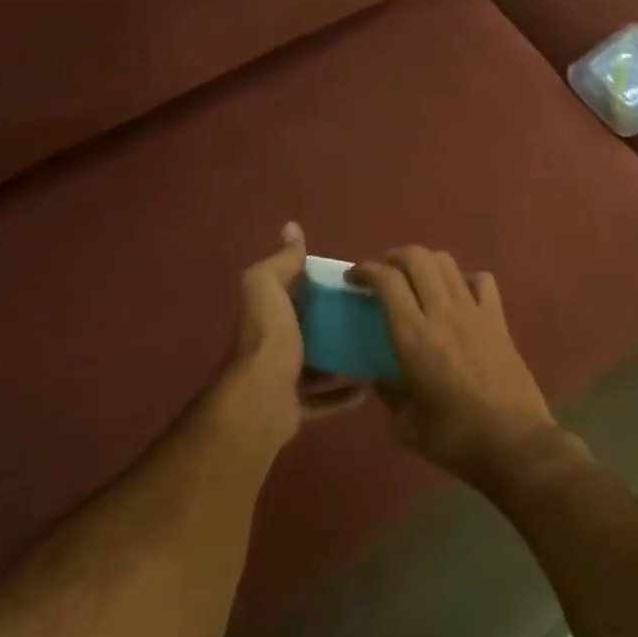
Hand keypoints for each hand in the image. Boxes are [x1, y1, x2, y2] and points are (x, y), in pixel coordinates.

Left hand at [207, 223, 367, 455]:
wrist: (262, 397)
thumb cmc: (269, 336)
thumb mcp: (269, 286)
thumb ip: (281, 261)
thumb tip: (291, 228)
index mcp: (267, 314)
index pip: (291, 293)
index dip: (315, 285)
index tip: (352, 280)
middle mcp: (271, 345)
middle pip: (306, 331)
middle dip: (332, 324)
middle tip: (371, 316)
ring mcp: (281, 379)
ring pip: (316, 367)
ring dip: (342, 360)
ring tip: (376, 348)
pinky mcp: (295, 408)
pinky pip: (324, 401)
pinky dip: (345, 395)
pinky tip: (370, 386)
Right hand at [349, 247, 582, 492]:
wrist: (514, 444)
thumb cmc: (454, 438)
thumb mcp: (405, 424)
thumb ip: (388, 393)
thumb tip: (380, 378)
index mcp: (412, 336)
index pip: (386, 280)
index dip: (365, 270)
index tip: (353, 279)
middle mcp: (442, 313)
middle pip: (417, 257)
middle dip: (393, 257)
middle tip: (382, 275)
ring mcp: (474, 312)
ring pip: (447, 262)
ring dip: (425, 263)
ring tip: (415, 280)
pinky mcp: (499, 321)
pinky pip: (482, 281)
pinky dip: (464, 279)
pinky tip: (458, 296)